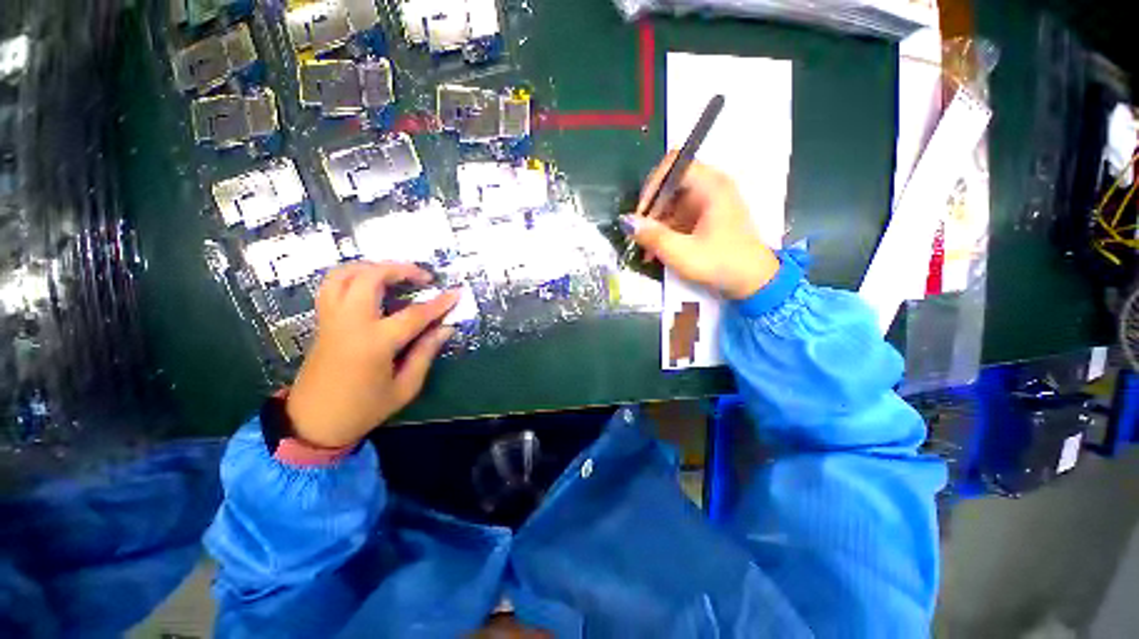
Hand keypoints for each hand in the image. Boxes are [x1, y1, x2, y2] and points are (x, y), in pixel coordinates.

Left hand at [285, 262, 459, 448]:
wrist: (312, 423)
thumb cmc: (363, 409)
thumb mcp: (404, 387)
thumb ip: (425, 353)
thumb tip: (445, 328)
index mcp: (374, 343)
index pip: (414, 314)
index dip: (439, 303)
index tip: (457, 293)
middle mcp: (350, 323)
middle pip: (371, 278)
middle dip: (400, 270)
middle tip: (423, 277)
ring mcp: (332, 319)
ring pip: (345, 274)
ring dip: (373, 267)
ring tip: (396, 274)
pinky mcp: (323, 321)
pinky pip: (333, 285)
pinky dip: (353, 276)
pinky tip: (371, 285)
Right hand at [624, 151, 778, 299]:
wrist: (753, 282)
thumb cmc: (720, 264)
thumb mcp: (681, 253)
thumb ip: (652, 236)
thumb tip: (625, 221)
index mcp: (711, 186)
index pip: (673, 165)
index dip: (652, 185)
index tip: (641, 214)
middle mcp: (711, 187)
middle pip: (671, 184)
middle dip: (651, 209)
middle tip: (640, 235)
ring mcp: (710, 202)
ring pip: (673, 202)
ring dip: (656, 223)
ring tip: (647, 249)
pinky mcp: (707, 216)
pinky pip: (680, 215)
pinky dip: (666, 230)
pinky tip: (658, 250)